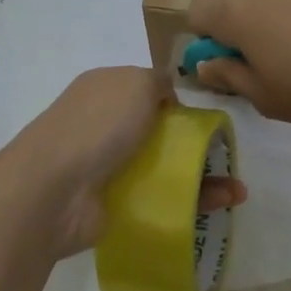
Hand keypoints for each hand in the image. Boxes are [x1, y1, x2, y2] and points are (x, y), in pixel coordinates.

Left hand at [4, 67, 246, 257]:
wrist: (53, 191)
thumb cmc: (98, 125)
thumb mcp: (136, 83)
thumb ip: (158, 82)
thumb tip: (168, 97)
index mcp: (105, 89)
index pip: (147, 90)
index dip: (176, 102)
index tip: (205, 118)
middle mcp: (104, 125)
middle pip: (160, 133)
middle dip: (197, 145)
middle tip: (228, 158)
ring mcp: (107, 167)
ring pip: (164, 169)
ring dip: (202, 179)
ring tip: (237, 193)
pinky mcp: (113, 206)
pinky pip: (158, 202)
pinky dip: (188, 205)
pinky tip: (217, 208)